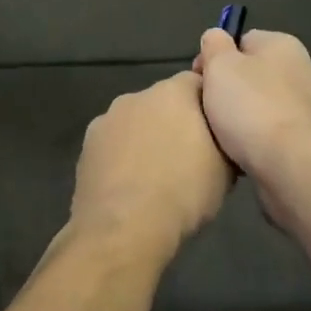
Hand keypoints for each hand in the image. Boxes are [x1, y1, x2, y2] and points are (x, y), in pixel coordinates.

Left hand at [71, 71, 232, 257]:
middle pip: (162, 102)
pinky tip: (131, 186)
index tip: (216, 131)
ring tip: (157, 176)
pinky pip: (113, 145)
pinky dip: (122, 158)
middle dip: (174, 122)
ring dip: (145, 140)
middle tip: (189, 156)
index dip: (208, 106)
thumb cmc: (184, 192)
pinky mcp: (86, 147)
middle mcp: (136, 96)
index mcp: (173, 92)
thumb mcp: (225, 171)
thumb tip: (222, 141)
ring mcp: (106, 120)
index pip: (197, 83)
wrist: (124, 228)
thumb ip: (224, 142)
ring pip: (134, 123)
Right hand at [192, 28, 310, 184]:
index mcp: (284, 45)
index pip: (243, 41)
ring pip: (267, 105)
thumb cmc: (251, 107)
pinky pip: (278, 133)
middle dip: (232, 90)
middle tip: (208, 110)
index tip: (199, 81)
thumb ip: (214, 45)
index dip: (216, 58)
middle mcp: (305, 69)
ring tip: (225, 137)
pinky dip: (263, 140)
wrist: (292, 163)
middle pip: (256, 74)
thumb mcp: (219, 66)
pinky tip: (246, 154)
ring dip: (247, 117)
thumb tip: (216, 37)